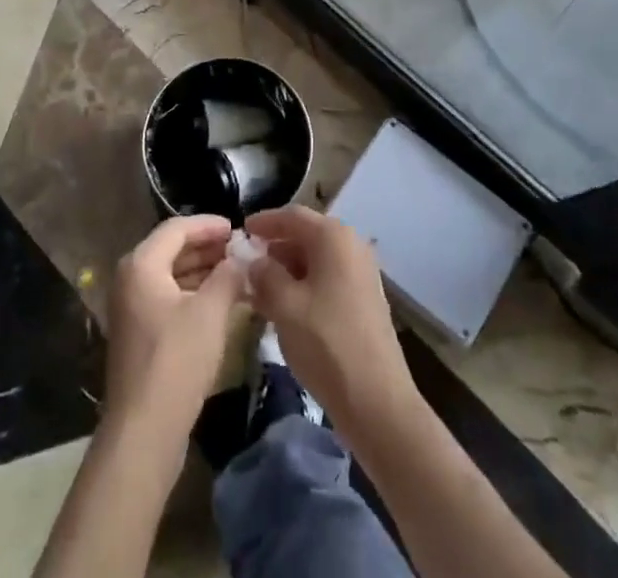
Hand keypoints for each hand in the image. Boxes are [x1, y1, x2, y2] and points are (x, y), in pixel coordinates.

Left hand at [106, 215, 248, 439]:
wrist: (144, 431)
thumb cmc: (177, 361)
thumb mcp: (210, 313)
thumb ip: (228, 276)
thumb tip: (242, 257)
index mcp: (141, 264)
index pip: (177, 228)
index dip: (209, 225)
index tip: (237, 227)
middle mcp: (130, 279)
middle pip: (172, 250)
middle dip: (208, 248)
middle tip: (240, 249)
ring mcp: (132, 309)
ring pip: (172, 276)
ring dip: (203, 272)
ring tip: (237, 273)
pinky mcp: (139, 335)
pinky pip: (169, 299)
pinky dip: (194, 294)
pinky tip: (221, 302)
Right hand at [244, 205, 419, 435]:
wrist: (376, 402)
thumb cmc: (326, 342)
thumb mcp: (284, 305)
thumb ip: (264, 274)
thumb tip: (254, 261)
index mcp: (333, 237)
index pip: (291, 215)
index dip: (263, 222)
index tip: (240, 232)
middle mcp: (351, 246)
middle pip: (305, 236)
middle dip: (274, 249)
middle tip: (246, 265)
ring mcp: (361, 274)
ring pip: (315, 261)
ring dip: (286, 271)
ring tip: (258, 290)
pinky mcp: (364, 300)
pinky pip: (327, 280)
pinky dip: (303, 287)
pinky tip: (283, 308)